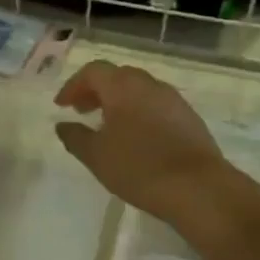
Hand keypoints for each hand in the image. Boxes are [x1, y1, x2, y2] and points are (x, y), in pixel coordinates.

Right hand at [53, 60, 252, 224]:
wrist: (198, 188)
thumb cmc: (138, 167)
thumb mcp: (96, 156)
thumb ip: (75, 137)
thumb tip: (62, 125)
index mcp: (123, 87)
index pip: (93, 71)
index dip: (74, 85)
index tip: (61, 106)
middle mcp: (149, 85)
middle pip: (118, 76)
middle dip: (96, 90)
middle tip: (82, 111)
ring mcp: (173, 100)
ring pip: (139, 90)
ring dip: (119, 102)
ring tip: (108, 126)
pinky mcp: (189, 118)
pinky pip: (156, 106)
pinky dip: (139, 112)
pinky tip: (136, 138)